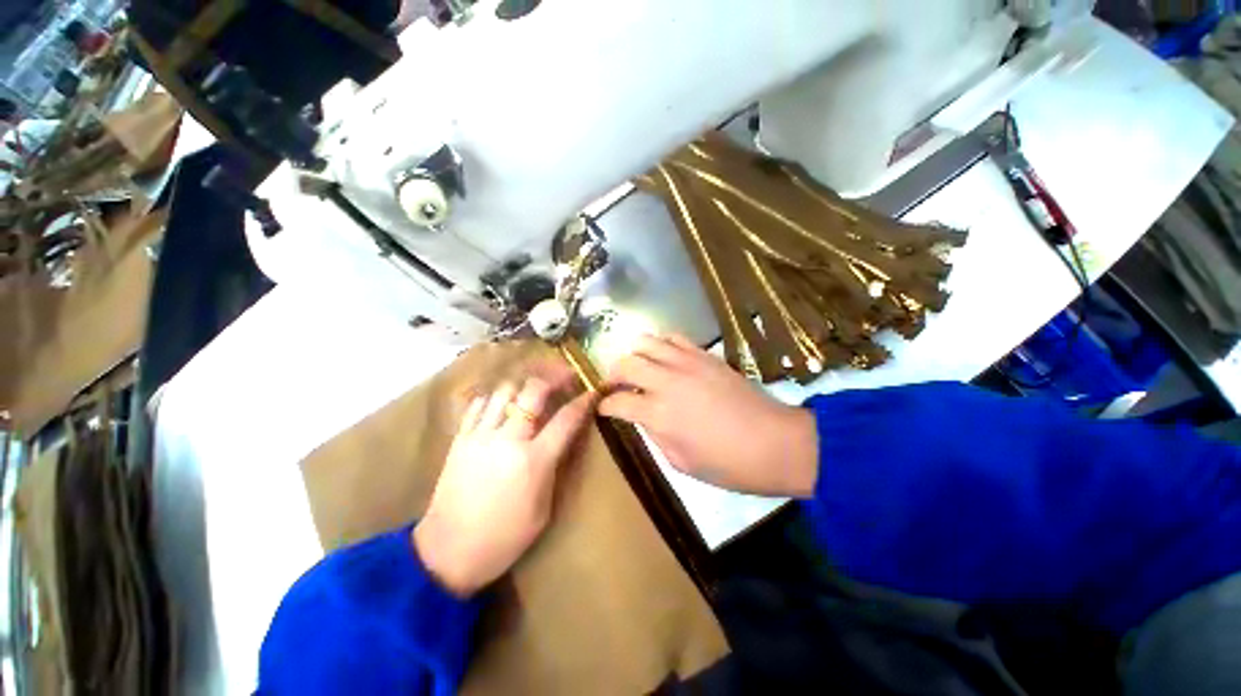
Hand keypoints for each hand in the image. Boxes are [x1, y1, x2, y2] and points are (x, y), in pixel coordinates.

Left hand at [413, 370, 594, 597]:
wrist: (448, 553)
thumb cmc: (505, 538)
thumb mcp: (544, 508)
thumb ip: (555, 467)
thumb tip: (565, 437)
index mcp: (533, 461)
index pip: (566, 419)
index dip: (583, 401)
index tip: (593, 391)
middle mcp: (507, 440)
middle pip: (533, 391)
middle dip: (554, 378)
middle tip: (565, 376)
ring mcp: (480, 436)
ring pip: (505, 390)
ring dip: (524, 384)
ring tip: (535, 388)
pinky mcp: (460, 438)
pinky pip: (479, 404)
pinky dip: (496, 397)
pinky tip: (504, 402)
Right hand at [600, 334, 817, 497]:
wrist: (775, 442)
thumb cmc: (728, 464)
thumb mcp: (681, 462)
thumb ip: (655, 434)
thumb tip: (643, 416)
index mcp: (659, 414)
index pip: (617, 401)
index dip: (605, 405)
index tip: (603, 408)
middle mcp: (667, 382)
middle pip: (625, 363)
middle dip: (612, 374)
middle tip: (615, 385)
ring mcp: (688, 363)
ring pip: (646, 342)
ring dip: (635, 354)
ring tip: (638, 368)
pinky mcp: (706, 355)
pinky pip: (675, 338)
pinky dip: (662, 344)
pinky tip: (664, 358)